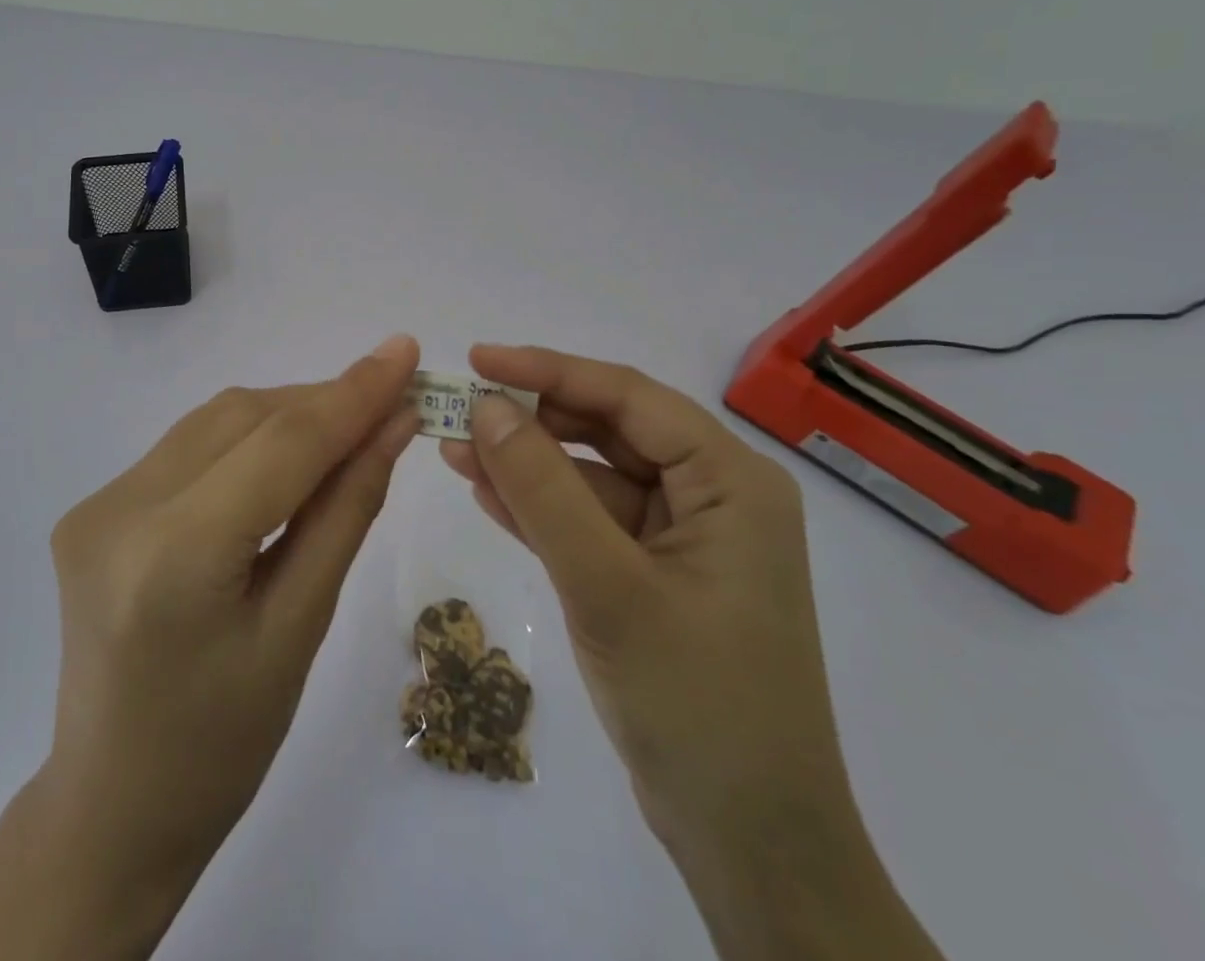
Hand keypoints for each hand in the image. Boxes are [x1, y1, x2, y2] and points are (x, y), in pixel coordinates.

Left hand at [0, 335, 422, 960]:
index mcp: (173, 557)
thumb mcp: (301, 630)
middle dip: (323, 403)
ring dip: (286, 416)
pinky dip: (246, 439)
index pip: (281, 444)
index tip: (407, 351)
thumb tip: (394, 425)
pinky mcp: (94, 506)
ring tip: (347, 431)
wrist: (111, 808)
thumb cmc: (223, 746)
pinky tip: (284, 461)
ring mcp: (98, 503)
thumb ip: (346, 512)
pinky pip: (189, 446)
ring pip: (215, 421)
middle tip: (391, 403)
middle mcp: (121, 509)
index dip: (352, 393)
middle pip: (244, 417)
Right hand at [441, 345, 944, 960]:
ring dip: (526, 465)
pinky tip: (484, 491)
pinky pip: (589, 521)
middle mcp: (712, 495)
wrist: (750, 846)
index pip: (629, 397)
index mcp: (730, 480)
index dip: (549, 371)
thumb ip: (544, 491)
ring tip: (454, 448)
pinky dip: (539, 508)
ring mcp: (682, 537)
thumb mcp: (609, 586)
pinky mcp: (653, 574)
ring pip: (591, 476)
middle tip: (458, 410)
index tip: (478, 359)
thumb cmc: (697, 704)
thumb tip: (487, 407)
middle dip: (532, 420)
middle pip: (608, 431)